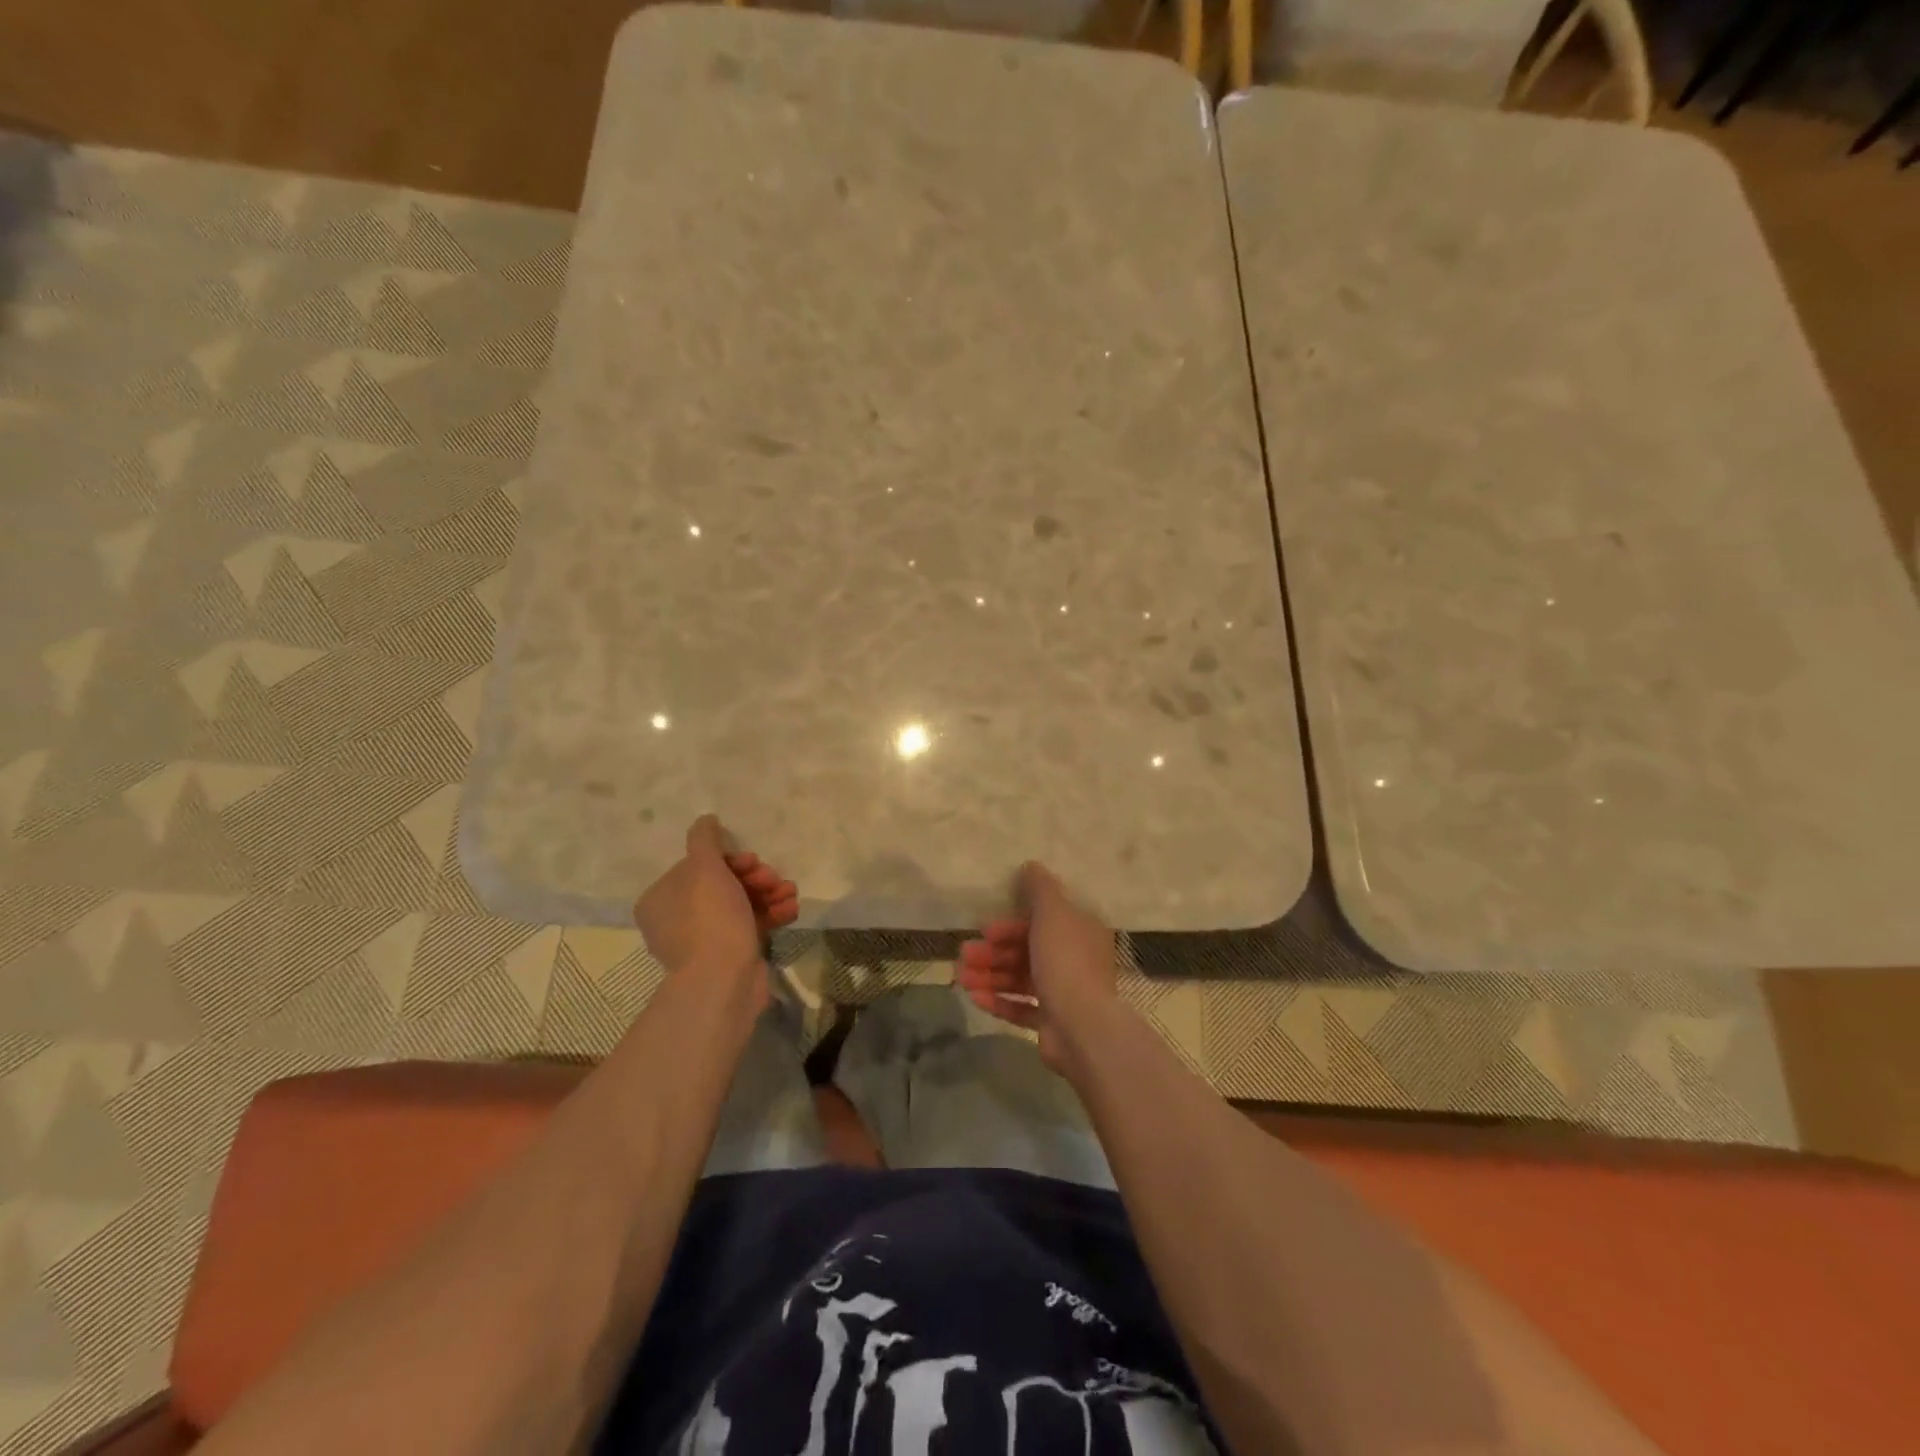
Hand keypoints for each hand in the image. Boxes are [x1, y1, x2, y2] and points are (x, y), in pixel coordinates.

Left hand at [633, 816, 798, 1004]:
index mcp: (661, 898)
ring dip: (769, 894)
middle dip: (755, 878)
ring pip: (740, 904)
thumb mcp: (704, 867)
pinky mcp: (728, 956)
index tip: (752, 862)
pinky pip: (750, 926)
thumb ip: (704, 839)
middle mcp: (676, 919)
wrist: (724, 980)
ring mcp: (703, 940)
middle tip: (773, 879)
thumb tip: (705, 819)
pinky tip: (791, 911)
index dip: (730, 860)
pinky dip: (770, 915)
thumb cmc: (710, 917)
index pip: (699, 866)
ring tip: (790, 894)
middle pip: (722, 884)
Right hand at [955, 861, 1120, 1074]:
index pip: (1041, 922)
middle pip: (1026, 951)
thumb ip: (1040, 888)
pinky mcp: (1052, 1023)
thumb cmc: (1066, 962)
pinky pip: (1021, 1008)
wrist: (1082, 1027)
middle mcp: (1074, 960)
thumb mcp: (1053, 913)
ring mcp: (1064, 994)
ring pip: (1020, 979)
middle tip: (963, 955)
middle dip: (993, 952)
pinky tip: (975, 998)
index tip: (985, 929)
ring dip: (989, 976)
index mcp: (1079, 933)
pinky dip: (999, 1001)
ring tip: (961, 979)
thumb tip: (1031, 864)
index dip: (1010, 925)